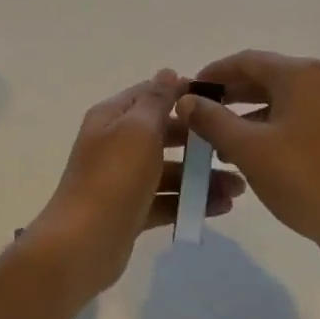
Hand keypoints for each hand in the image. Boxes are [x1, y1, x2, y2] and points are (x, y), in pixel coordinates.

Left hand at [30, 69, 246, 294]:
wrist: (82, 246)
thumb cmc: (113, 179)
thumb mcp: (138, 130)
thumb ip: (156, 100)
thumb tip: (168, 72)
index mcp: (112, 118)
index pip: (150, 94)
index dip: (183, 94)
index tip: (221, 102)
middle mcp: (115, 144)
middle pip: (163, 134)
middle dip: (199, 141)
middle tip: (233, 148)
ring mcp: (123, 180)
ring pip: (169, 170)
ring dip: (201, 176)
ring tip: (238, 188)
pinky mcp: (131, 211)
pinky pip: (166, 200)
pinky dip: (190, 202)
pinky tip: (222, 207)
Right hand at [175, 51, 319, 258]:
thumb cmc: (302, 178)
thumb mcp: (247, 148)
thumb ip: (211, 119)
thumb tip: (185, 101)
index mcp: (303, 75)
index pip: (246, 61)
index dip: (212, 74)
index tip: (187, 92)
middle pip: (266, 77)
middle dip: (229, 96)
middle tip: (199, 116)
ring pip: (282, 100)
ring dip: (248, 116)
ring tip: (219, 142)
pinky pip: (299, 118)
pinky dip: (272, 128)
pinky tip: (253, 154)